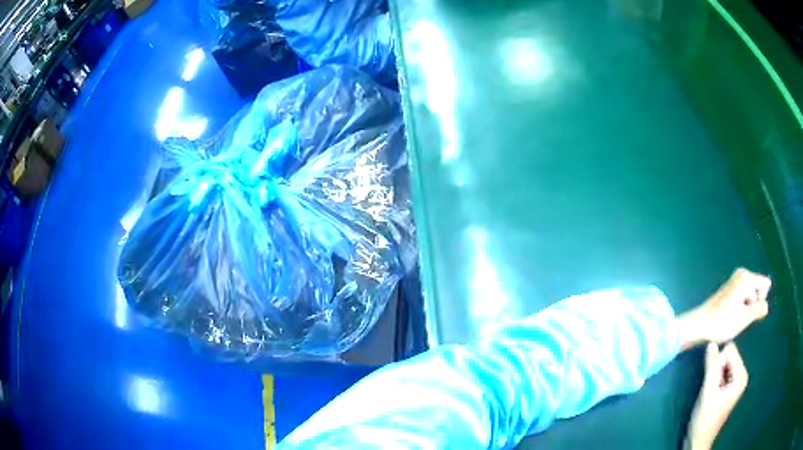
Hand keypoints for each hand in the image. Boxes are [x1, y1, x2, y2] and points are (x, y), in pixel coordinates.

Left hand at [678, 268, 770, 349]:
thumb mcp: (745, 318)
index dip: (759, 301)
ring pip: (750, 295)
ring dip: (746, 308)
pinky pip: (743, 298)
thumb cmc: (723, 322)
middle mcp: (741, 273)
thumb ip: (759, 309)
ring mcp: (735, 280)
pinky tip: (731, 317)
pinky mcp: (729, 290)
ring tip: (734, 317)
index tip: (747, 310)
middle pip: (758, 289)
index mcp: (746, 276)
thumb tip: (766, 305)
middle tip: (739, 316)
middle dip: (753, 304)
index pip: (765, 284)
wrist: (700, 325)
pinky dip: (740, 307)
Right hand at [684, 343, 747, 449]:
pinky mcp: (730, 385)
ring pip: (724, 363)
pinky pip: (723, 371)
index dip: (717, 364)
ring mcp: (736, 380)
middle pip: (728, 356)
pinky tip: (711, 392)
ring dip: (715, 374)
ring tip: (710, 391)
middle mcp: (742, 374)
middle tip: (710, 388)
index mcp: (741, 375)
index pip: (730, 351)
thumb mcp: (707, 392)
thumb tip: (711, 343)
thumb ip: (711, 367)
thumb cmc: (705, 419)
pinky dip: (715, 378)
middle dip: (717, 368)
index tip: (712, 381)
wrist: (699, 440)